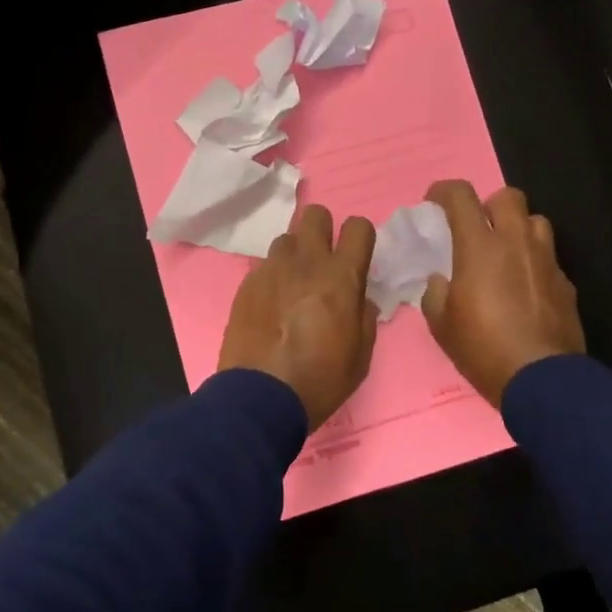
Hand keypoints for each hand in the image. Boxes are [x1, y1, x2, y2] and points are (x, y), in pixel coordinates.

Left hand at [218, 205, 378, 429]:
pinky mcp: (247, 283)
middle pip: (315, 214)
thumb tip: (358, 297)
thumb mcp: (361, 356)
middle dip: (323, 230)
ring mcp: (272, 269)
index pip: (358, 226)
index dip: (360, 237)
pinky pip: (264, 265)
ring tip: (293, 283)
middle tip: (323, 260)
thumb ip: (364, 316)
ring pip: (287, 238)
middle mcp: (306, 262)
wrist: (260, 397)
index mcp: (341, 277)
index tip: (356, 256)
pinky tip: (271, 304)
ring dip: (295, 254)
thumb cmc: (320, 380)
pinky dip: (272, 277)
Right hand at [421, 180, 584, 405]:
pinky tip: (525, 288)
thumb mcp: (441, 324)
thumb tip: (441, 280)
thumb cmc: (483, 347)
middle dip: (489, 205)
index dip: (444, 191)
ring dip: (518, 229)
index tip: (434, 202)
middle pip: (508, 197)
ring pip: (536, 221)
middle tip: (477, 229)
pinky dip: (534, 263)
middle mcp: (516, 243)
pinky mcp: (566, 283)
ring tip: (505, 253)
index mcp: (480, 246)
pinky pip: (549, 258)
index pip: (461, 195)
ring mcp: (546, 261)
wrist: (541, 379)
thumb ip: (435, 292)